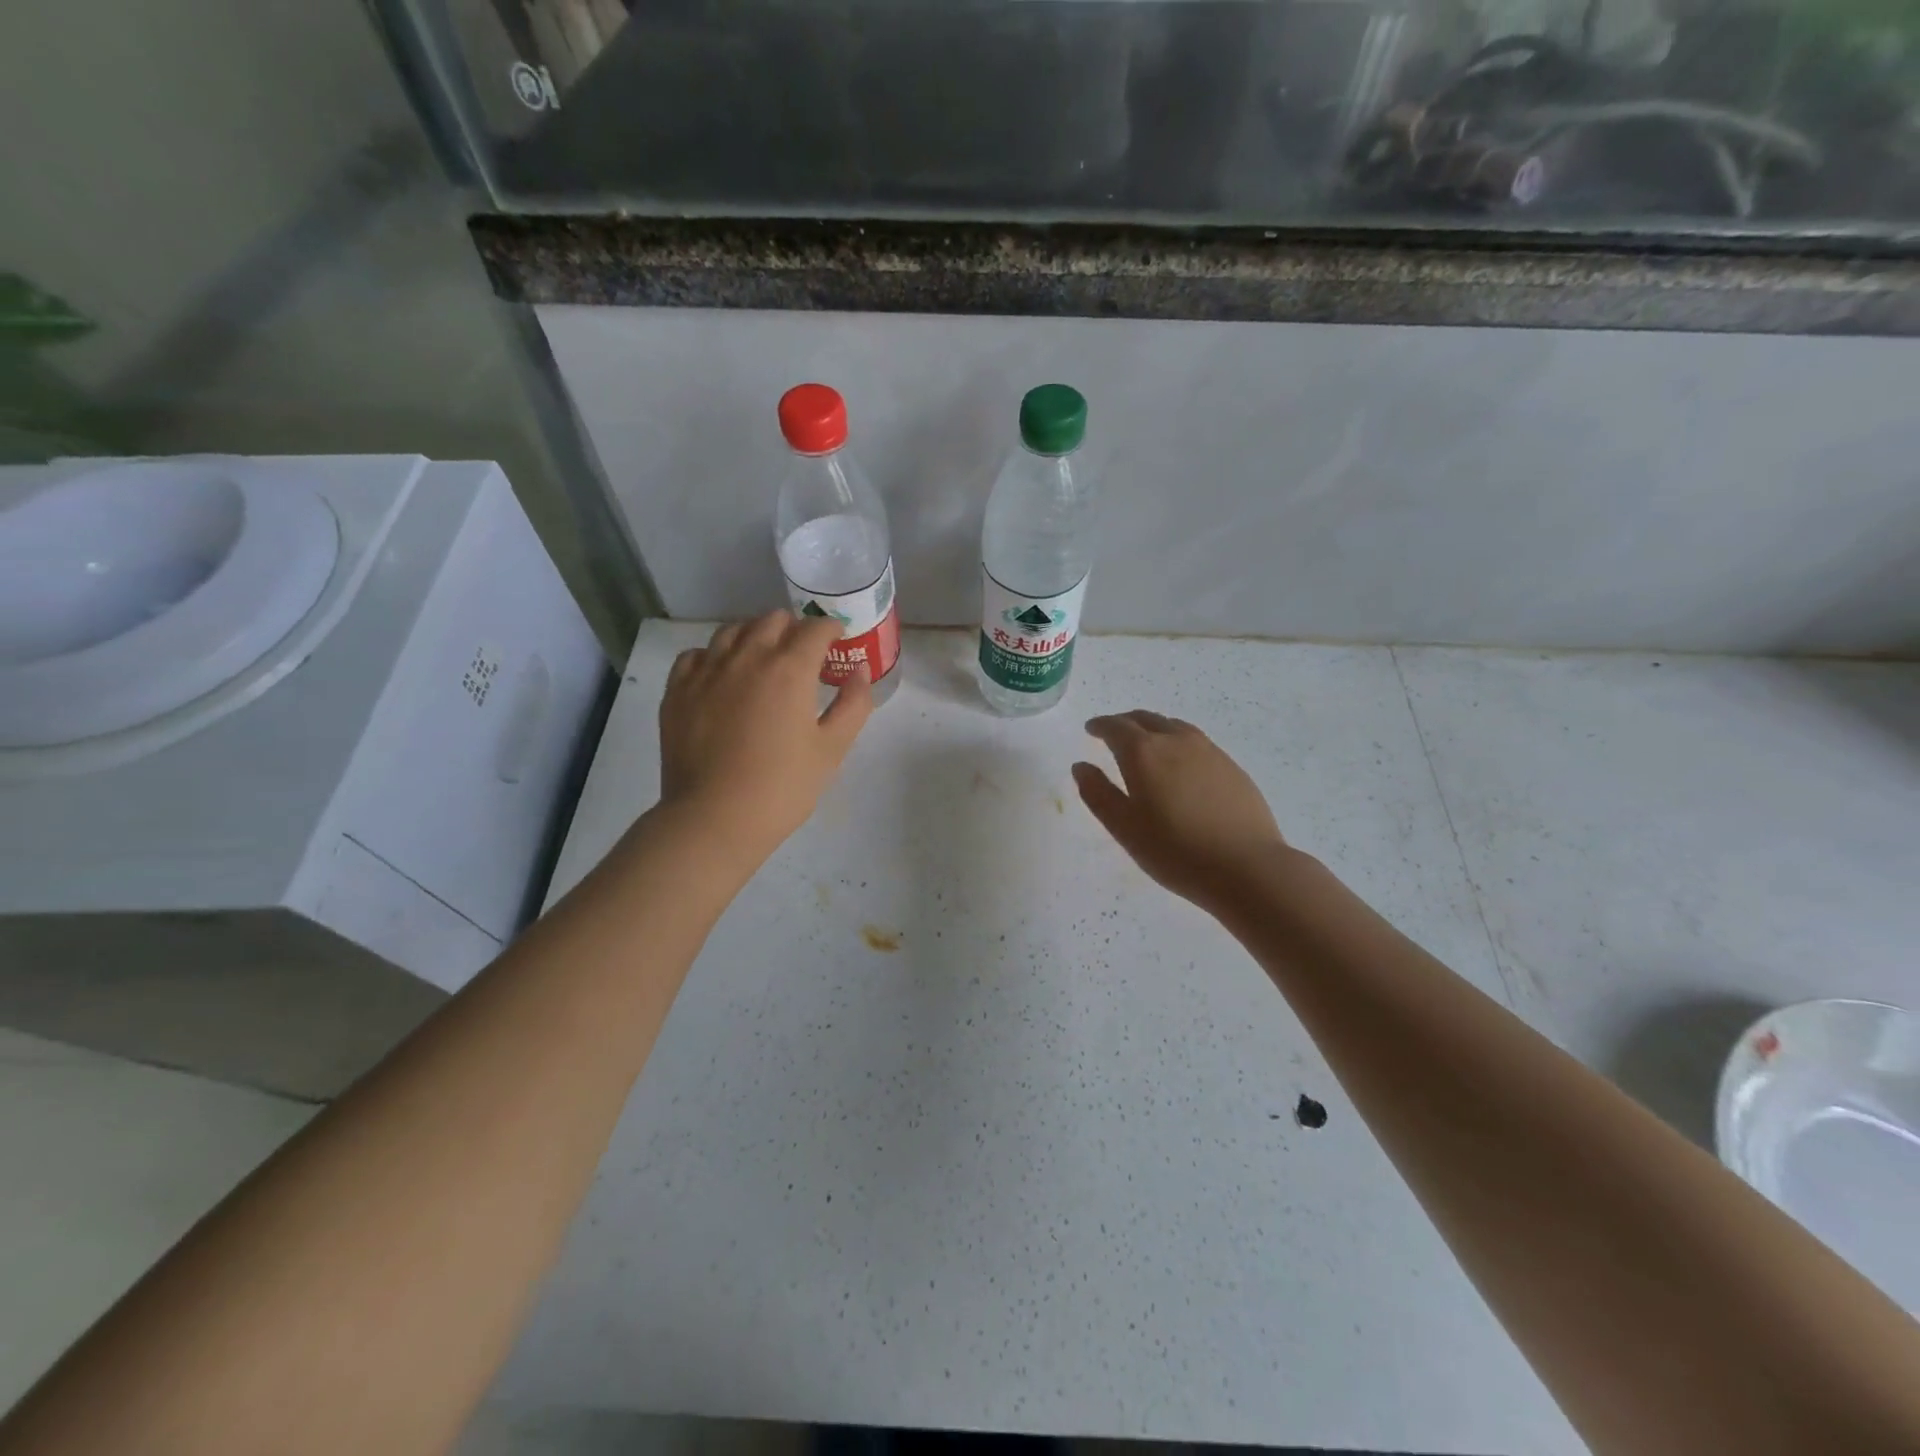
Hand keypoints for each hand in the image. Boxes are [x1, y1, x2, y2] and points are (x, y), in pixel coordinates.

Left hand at [656, 611, 872, 868]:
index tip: (837, 640)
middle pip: (772, 620)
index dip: (831, 629)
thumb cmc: (782, 787)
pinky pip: (696, 655)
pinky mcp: (678, 691)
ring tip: (762, 659)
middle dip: (794, 629)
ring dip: (754, 636)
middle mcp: (746, 658)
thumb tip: (859, 672)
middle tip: (803, 654)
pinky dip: (715, 656)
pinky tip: (722, 676)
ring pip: (732, 631)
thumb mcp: (832, 749)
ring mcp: (706, 671)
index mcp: (789, 669)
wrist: (714, 819)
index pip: (815, 628)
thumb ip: (853, 704)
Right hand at [1073, 711, 1288, 908]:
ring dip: (1153, 728)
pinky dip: (1178, 742)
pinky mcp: (1231, 766)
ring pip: (1174, 727)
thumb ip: (1098, 793)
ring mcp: (1209, 751)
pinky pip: (1196, 741)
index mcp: (1144, 753)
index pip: (1116, 727)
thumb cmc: (1175, 851)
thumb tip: (1081, 766)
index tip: (1091, 729)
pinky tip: (1180, 764)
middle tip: (1113, 733)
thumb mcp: (1124, 828)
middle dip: (1125, 723)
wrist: (1246, 867)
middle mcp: (1176, 741)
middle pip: (1146, 719)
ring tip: (1146, 744)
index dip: (1100, 726)